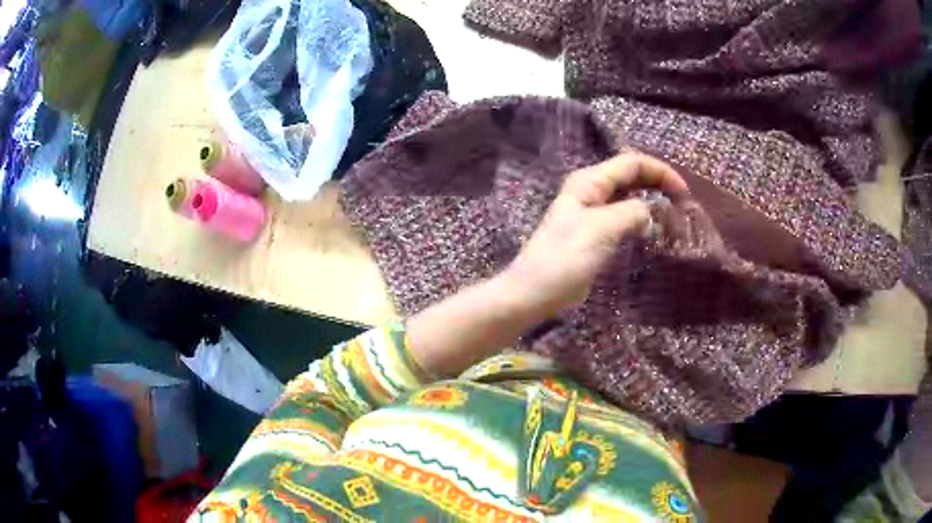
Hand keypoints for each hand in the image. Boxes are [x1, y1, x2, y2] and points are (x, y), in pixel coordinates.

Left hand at [407, 153, 686, 377]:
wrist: (535, 291)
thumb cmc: (565, 258)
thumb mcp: (602, 229)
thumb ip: (631, 213)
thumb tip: (650, 211)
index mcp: (589, 182)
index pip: (631, 163)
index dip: (660, 171)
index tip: (684, 192)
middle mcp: (591, 191)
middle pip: (631, 177)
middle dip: (658, 184)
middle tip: (683, 203)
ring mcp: (592, 213)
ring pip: (629, 198)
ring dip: (651, 202)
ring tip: (675, 217)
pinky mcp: (594, 234)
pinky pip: (623, 219)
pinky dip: (641, 221)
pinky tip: (654, 232)